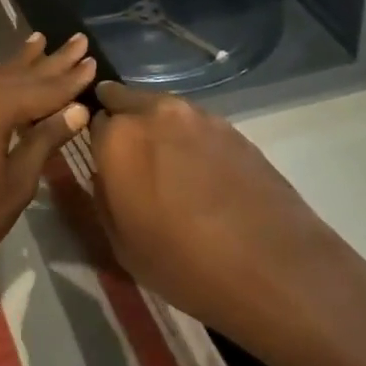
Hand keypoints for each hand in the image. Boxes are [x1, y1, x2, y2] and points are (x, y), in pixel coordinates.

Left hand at [0, 31, 97, 289]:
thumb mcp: (13, 185)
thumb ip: (44, 142)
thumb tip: (76, 110)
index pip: (46, 88)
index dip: (72, 78)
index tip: (94, 60)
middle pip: (21, 73)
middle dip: (52, 59)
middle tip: (77, 39)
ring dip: (21, 61)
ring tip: (40, 41)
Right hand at [89, 81, 341, 344]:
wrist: (272, 266)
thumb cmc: (184, 264)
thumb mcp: (122, 244)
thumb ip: (104, 196)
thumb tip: (107, 174)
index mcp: (119, 138)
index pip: (93, 121)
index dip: (98, 142)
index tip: (105, 163)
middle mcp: (155, 113)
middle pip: (126, 100)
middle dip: (123, 120)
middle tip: (131, 157)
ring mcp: (198, 116)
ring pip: (163, 109)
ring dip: (157, 128)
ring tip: (168, 167)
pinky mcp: (231, 127)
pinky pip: (196, 124)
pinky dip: (190, 140)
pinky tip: (201, 174)